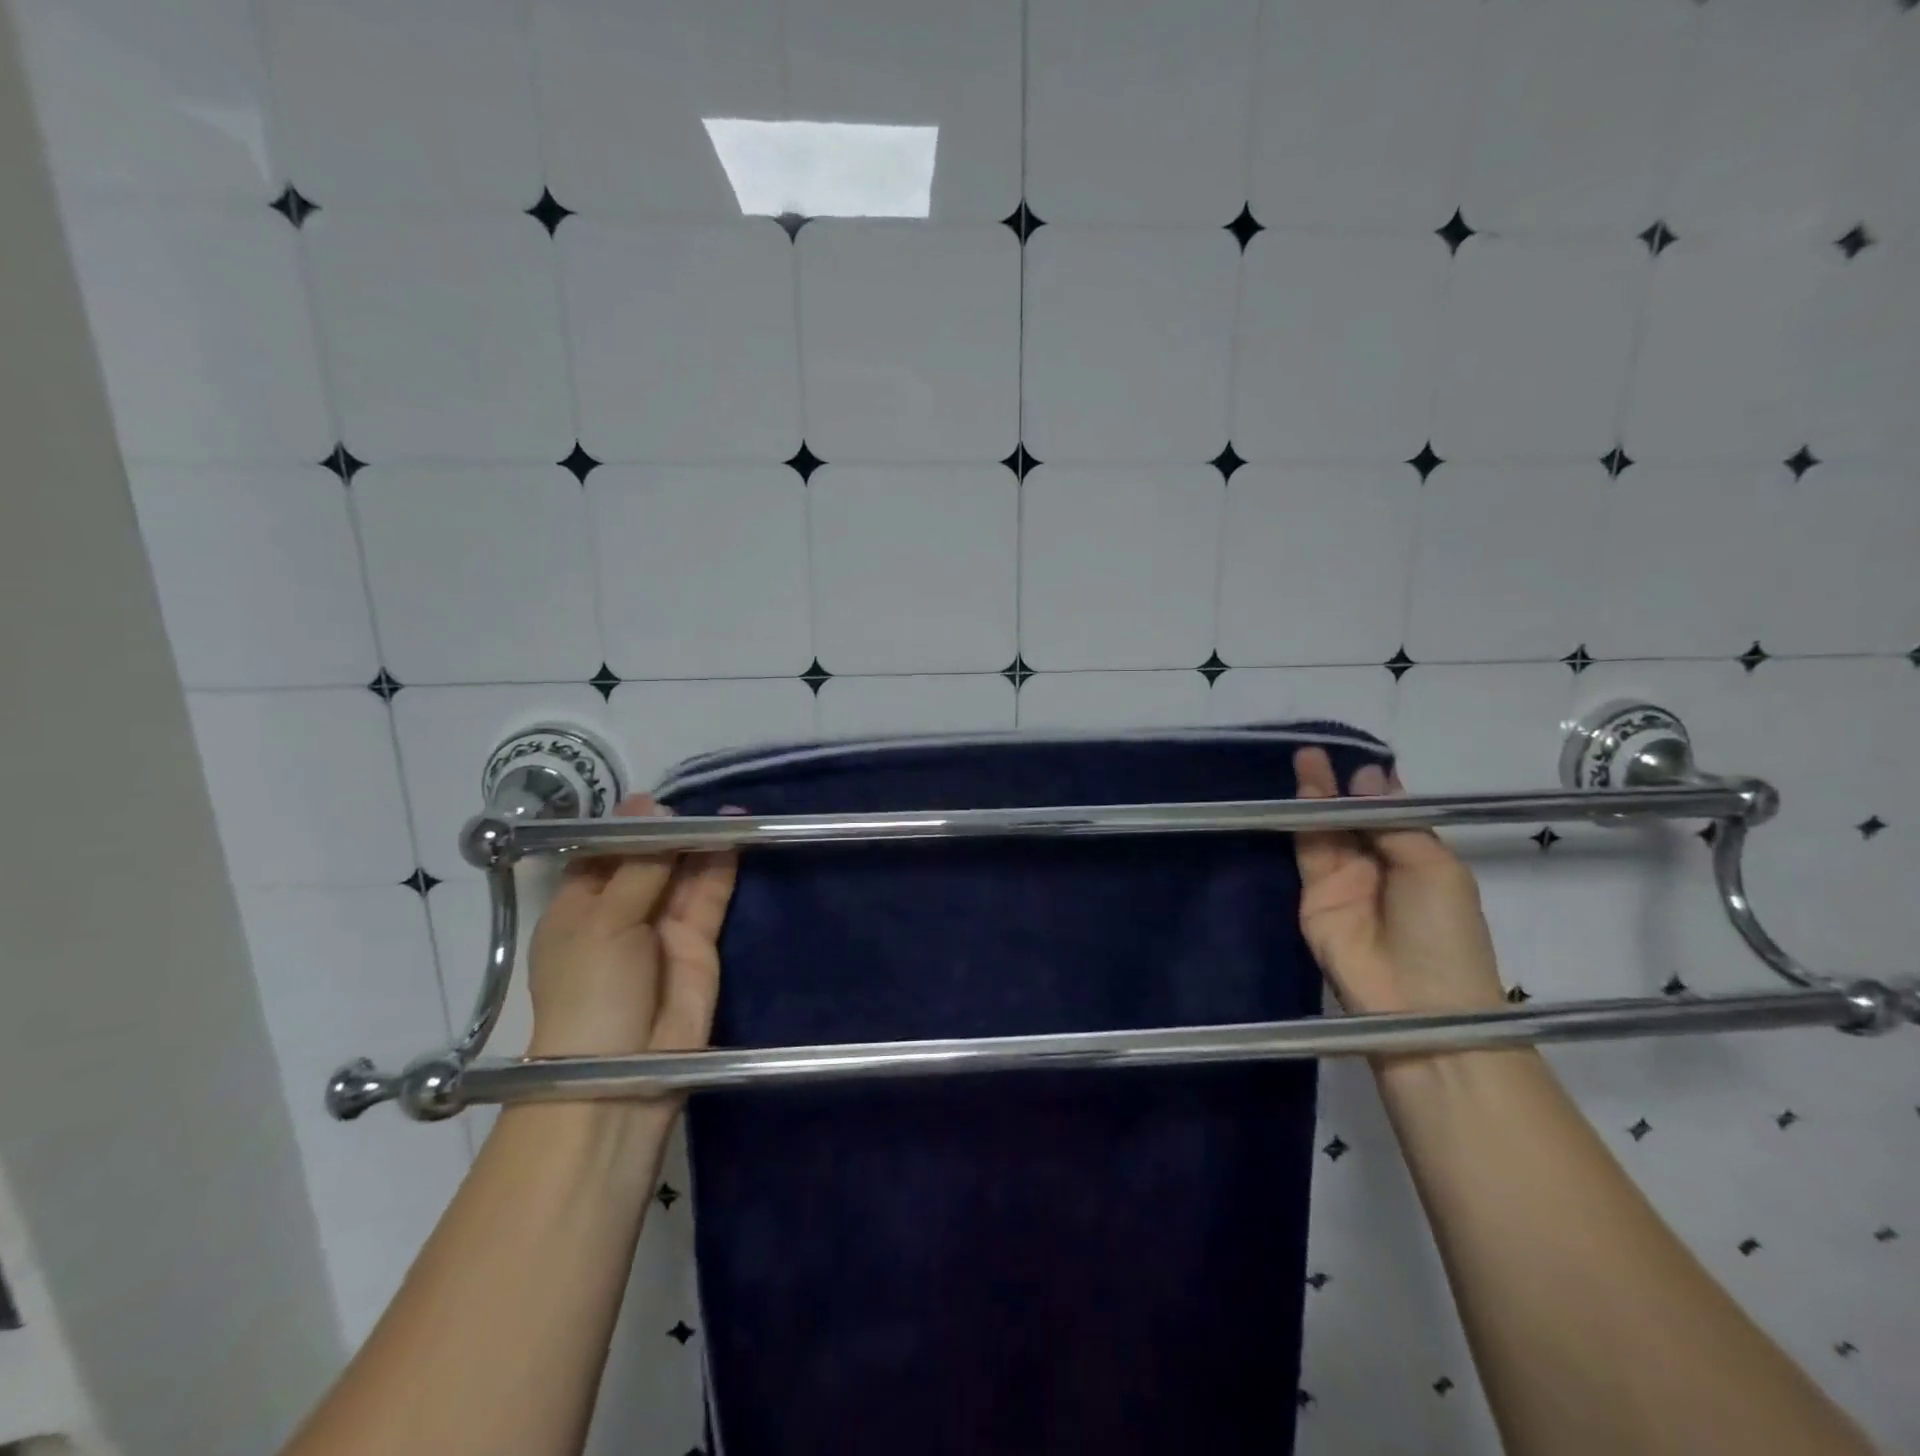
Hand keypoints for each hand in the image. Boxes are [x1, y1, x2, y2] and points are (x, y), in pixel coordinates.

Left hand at [524, 794, 738, 1059]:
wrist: (626, 1069)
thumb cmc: (591, 990)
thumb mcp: (603, 920)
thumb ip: (638, 864)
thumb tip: (652, 805)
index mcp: (578, 907)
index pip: (603, 853)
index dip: (628, 826)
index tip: (657, 800)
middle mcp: (621, 912)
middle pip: (649, 859)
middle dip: (671, 831)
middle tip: (697, 801)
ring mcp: (662, 927)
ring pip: (684, 874)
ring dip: (702, 844)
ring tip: (725, 812)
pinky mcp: (700, 942)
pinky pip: (711, 896)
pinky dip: (723, 867)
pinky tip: (736, 836)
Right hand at [1291, 747, 1503, 1015]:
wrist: (1416, 1002)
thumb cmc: (1443, 933)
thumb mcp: (1434, 868)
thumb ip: (1395, 823)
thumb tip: (1370, 775)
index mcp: (1415, 856)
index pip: (1387, 812)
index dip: (1372, 785)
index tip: (1355, 754)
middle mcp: (1375, 864)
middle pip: (1349, 816)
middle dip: (1335, 785)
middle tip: (1316, 751)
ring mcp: (1341, 881)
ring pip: (1323, 830)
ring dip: (1314, 797)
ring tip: (1304, 761)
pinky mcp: (1311, 897)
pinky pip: (1303, 855)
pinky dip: (1298, 826)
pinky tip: (1294, 799)